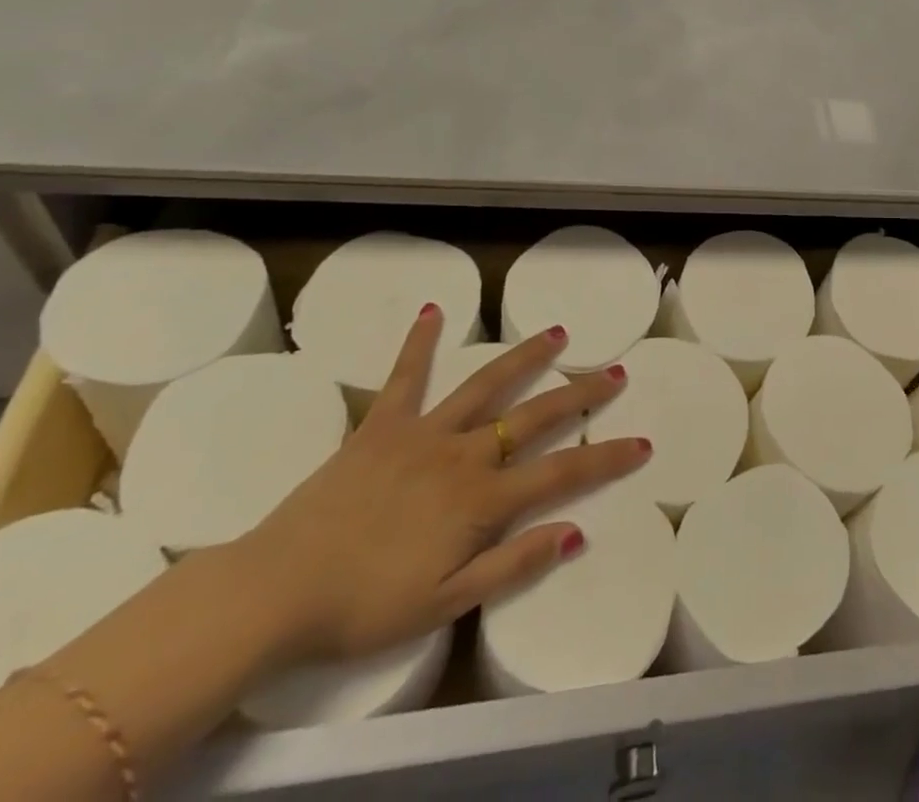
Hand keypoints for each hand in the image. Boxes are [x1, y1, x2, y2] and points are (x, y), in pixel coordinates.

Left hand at [236, 311, 649, 662]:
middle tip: (615, 371)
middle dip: (581, 394)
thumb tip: (575, 531)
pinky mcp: (381, 425)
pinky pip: (404, 377)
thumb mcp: (446, 603)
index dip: (607, 457)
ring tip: (558, 332)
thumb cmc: (364, 606)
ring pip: (486, 386)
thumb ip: (513, 564)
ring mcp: (423, 433)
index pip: (562, 473)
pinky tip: (432, 311)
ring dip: (526, 358)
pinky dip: (419, 343)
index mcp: (482, 499)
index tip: (642, 442)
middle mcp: (463, 454)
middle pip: (535, 417)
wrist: (276, 590)